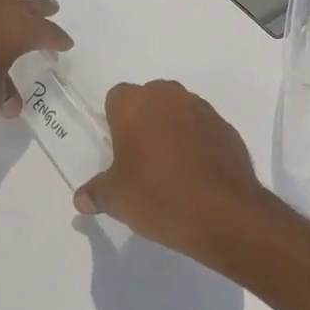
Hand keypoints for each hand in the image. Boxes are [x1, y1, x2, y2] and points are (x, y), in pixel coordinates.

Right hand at [73, 80, 269, 261]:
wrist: (224, 213)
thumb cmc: (158, 196)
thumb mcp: (116, 199)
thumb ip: (96, 192)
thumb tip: (82, 198)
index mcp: (135, 104)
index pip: (116, 98)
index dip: (114, 121)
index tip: (117, 149)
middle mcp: (169, 97)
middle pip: (150, 99)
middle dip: (144, 120)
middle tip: (141, 158)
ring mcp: (202, 110)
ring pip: (179, 111)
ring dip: (173, 129)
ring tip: (170, 168)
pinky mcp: (227, 129)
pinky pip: (204, 129)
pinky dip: (198, 143)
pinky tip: (196, 174)